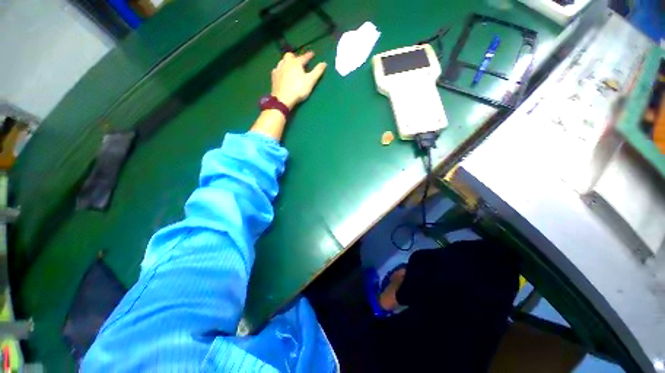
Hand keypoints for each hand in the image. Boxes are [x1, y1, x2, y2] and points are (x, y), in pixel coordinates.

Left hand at [271, 51, 326, 109]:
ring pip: (283, 61)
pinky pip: (277, 69)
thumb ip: (317, 71)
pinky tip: (282, 73)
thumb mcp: (310, 81)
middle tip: (299, 61)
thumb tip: (324, 63)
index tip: (312, 54)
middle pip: (290, 56)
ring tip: (291, 67)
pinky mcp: (274, 76)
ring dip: (287, 62)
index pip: (304, 57)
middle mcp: (286, 63)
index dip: (309, 55)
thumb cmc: (298, 89)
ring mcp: (278, 69)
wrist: (283, 98)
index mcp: (296, 63)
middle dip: (295, 57)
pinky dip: (281, 69)